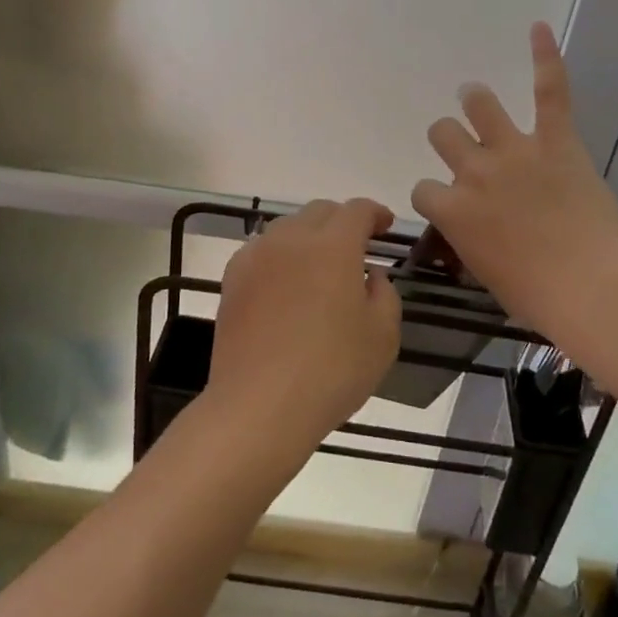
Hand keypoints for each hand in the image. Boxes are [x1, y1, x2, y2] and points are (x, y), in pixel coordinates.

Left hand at [206, 198, 401, 454]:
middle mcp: (292, 239)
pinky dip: (280, 255)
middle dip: (342, 221)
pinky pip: (262, 250)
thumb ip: (385, 294)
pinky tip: (286, 284)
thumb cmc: (331, 371)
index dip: (375, 213)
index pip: (357, 210)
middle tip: (356, 247)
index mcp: (334, 245)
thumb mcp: (383, 336)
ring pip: (288, 227)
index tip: (385, 226)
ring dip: (309, 236)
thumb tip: (371, 275)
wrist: (259, 406)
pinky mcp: (232, 279)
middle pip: (320, 211)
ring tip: (319, 266)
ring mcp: (257, 256)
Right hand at [412, 22, 617, 348]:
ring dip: (475, 102)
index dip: (436, 196)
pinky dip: (545, 58)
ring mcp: (514, 151)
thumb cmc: (537, 296)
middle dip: (449, 140)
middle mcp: (474, 172)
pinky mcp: (556, 140)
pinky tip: (539, 28)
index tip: (453, 207)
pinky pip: (549, 91)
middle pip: (443, 135)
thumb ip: (471, 242)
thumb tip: (475, 231)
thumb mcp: (487, 274)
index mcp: (454, 211)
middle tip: (466, 150)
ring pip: (479, 106)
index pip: (423, 189)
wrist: (589, 287)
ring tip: (476, 97)